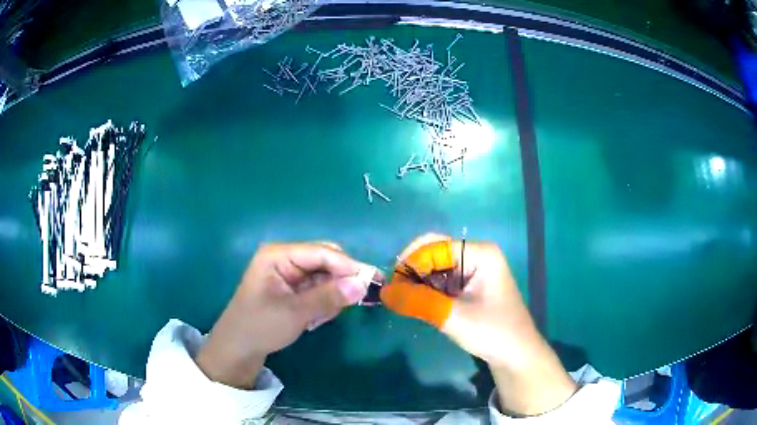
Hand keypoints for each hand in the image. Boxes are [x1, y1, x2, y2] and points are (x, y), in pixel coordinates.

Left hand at [196, 242, 372, 388]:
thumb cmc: (260, 326)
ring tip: (320, 318)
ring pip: (324, 276)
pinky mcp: (292, 288)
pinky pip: (318, 289)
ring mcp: (288, 273)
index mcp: (278, 255)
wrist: (238, 348)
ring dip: (331, 295)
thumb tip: (363, 285)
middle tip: (357, 301)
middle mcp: (285, 258)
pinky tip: (314, 319)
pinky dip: (323, 302)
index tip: (374, 281)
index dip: (348, 265)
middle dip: (340, 281)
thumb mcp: (295, 313)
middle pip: (325, 260)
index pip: (322, 252)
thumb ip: (329, 297)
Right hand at [381, 233, 576, 415]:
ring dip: (419, 283)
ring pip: (436, 268)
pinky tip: (419, 304)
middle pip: (435, 253)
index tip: (392, 286)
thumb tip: (384, 292)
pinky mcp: (470, 287)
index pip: (435, 245)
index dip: (411, 262)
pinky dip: (428, 291)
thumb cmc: (493, 332)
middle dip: (413, 272)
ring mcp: (474, 271)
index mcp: (480, 253)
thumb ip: (418, 302)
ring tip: (405, 302)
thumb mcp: (453, 317)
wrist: (517, 356)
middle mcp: (477, 255)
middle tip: (396, 295)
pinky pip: (442, 281)